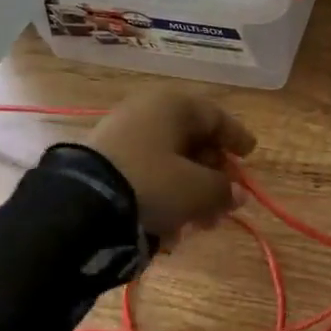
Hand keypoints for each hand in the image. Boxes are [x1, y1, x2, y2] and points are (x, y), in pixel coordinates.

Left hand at [85, 87, 255, 239]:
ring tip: (197, 224)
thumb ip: (222, 190)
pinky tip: (167, 225)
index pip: (216, 117)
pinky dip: (162, 194)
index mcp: (175, 105)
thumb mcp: (195, 190)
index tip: (250, 154)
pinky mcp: (104, 160)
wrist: (79, 204)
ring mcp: (123, 133)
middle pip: (192, 141)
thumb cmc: (151, 183)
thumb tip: (237, 194)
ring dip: (188, 191)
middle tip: (224, 203)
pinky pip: (145, 173)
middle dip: (211, 175)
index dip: (236, 138)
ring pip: (168, 160)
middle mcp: (149, 111)